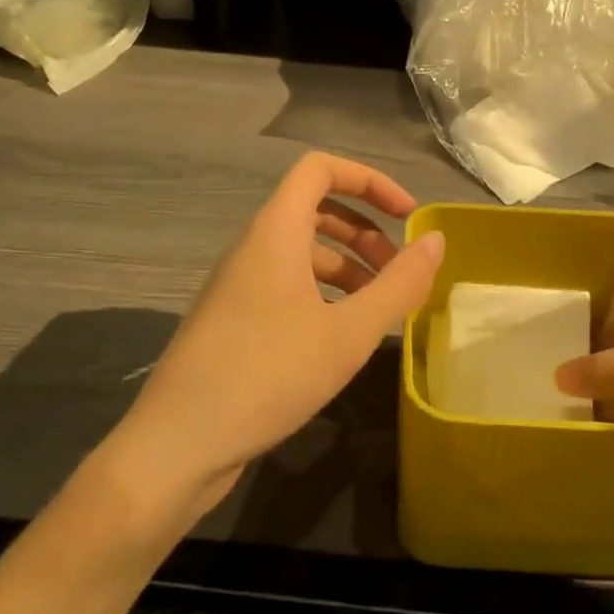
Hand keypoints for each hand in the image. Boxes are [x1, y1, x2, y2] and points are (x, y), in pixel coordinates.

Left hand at [104, 153, 443, 518]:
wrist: (177, 444)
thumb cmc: (267, 375)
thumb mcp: (347, 333)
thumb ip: (399, 284)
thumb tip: (436, 241)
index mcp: (275, 231)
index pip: (320, 169)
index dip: (369, 180)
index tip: (407, 215)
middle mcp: (254, 245)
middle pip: (315, 209)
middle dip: (365, 229)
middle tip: (399, 269)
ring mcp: (240, 282)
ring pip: (303, 251)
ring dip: (348, 265)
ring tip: (383, 306)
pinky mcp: (235, 317)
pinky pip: (288, 284)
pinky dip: (325, 293)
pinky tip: (347, 334)